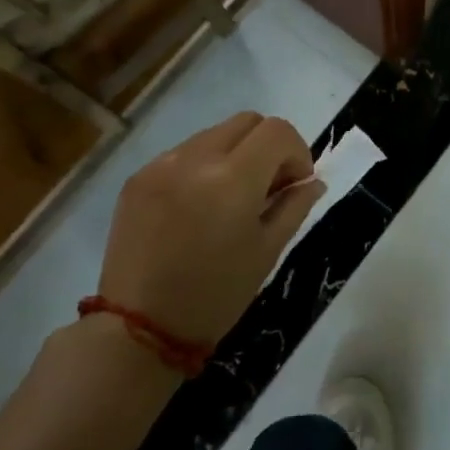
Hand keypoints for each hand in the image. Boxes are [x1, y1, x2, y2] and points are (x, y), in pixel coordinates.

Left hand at [95, 113, 324, 345]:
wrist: (139, 329)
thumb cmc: (216, 295)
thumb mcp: (267, 251)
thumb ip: (294, 206)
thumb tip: (312, 181)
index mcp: (232, 179)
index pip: (277, 131)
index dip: (297, 151)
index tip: (296, 183)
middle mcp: (195, 158)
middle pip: (247, 121)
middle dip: (268, 146)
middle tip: (269, 186)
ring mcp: (161, 164)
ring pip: (214, 134)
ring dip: (235, 154)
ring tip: (231, 198)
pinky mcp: (138, 177)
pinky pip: (183, 154)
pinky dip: (203, 167)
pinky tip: (199, 207)